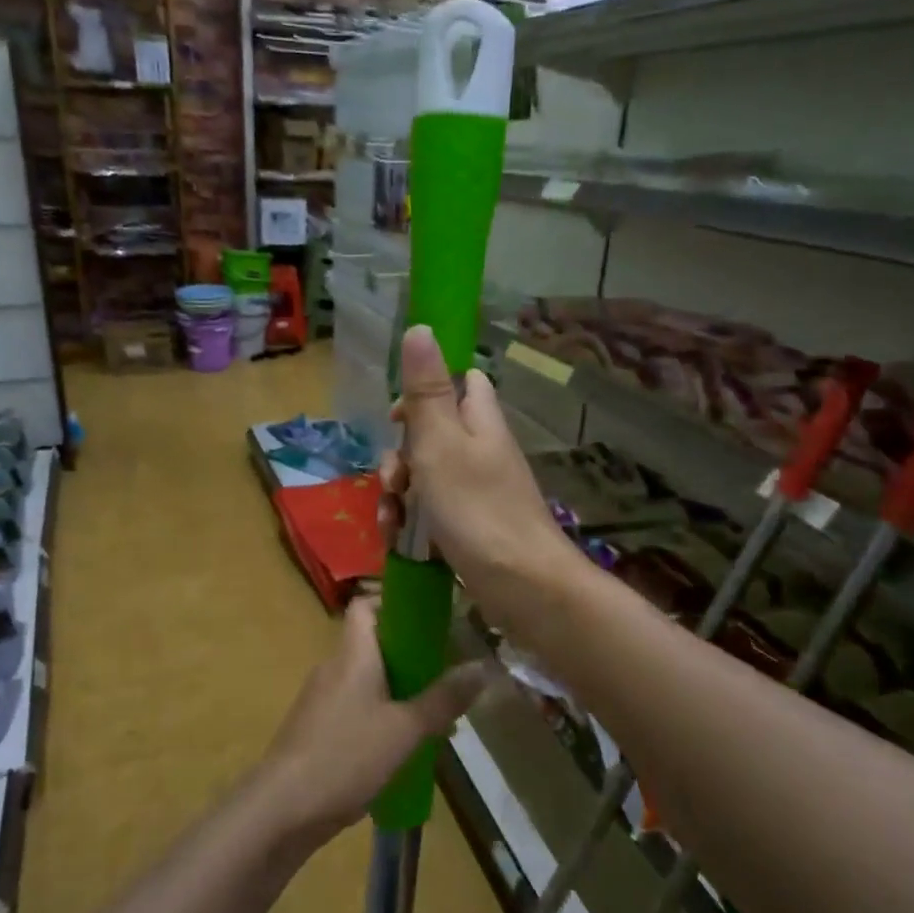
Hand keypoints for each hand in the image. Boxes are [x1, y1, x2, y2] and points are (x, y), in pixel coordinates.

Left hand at [262, 597, 488, 843]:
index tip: (430, 618)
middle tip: (448, 672)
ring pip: (367, 680)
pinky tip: (404, 746)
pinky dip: (381, 716)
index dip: (395, 602)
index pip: (365, 605)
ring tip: (437, 716)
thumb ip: (444, 698)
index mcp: (352, 653)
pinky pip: (355, 708)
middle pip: (373, 644)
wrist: (284, 809)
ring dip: (400, 691)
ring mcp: (322, 699)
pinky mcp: (317, 729)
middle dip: (411, 656)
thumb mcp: (406, 729)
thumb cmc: (346, 756)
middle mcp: (333, 667)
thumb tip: (484, 667)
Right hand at [380, 325, 582, 625]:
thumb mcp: (441, 443)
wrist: (522, 586)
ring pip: (425, 477)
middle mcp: (482, 451)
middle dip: (400, 456)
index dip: (425, 391)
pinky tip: (398, 542)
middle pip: (432, 434)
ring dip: (398, 495)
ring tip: (391, 520)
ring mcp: (477, 491)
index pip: (460, 382)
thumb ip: (426, 391)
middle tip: (394, 479)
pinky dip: (411, 523)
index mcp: (480, 421)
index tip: (398, 416)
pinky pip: (432, 512)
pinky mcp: (470, 526)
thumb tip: (421, 325)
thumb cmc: (477, 508)